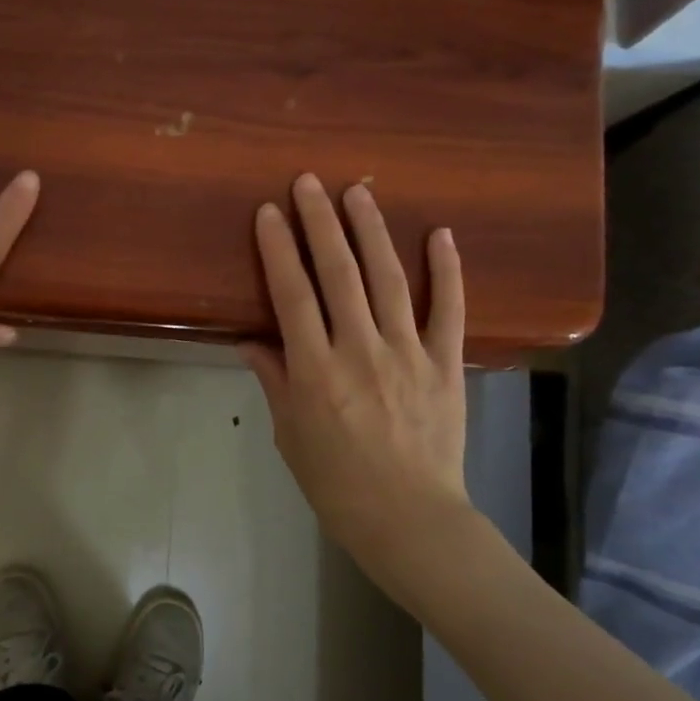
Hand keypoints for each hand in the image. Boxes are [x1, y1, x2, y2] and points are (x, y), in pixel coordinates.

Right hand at [238, 174, 469, 579]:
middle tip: (309, 182)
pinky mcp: (446, 364)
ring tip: (359, 192)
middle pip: (338, 273)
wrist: (408, 518)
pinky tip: (441, 234)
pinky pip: (450, 309)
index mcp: (315, 370)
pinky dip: (448, 270)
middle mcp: (360, 349)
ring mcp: (408, 353)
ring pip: (389, 279)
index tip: (268, 212)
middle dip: (320, 222)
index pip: (292, 295)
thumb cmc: (336, 482)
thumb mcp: (290, 434)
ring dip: (372, 231)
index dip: (278, 249)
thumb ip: (274, 380)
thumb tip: (249, 340)